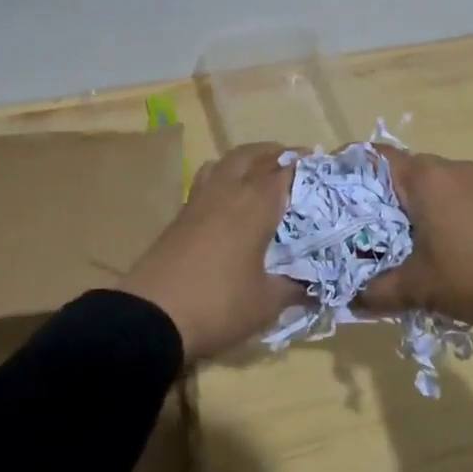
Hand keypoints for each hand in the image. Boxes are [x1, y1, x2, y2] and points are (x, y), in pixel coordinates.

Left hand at [118, 141, 295, 362]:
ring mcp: (199, 201)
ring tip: (259, 173)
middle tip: (293, 162)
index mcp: (256, 203)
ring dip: (245, 160)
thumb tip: (315, 288)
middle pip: (252, 155)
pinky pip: (205, 182)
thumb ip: (294, 290)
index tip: (322, 167)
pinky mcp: (179, 217)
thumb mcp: (266, 303)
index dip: (305, 165)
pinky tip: (228, 202)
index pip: (285, 170)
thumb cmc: (218, 304)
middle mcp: (228, 191)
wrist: (150, 317)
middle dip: (274, 153)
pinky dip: (222, 179)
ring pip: (224, 163)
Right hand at [358, 148, 472, 367]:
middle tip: (357, 219)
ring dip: (408, 200)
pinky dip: (432, 206)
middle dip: (377, 190)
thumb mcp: (416, 288)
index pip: (375, 156)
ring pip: (427, 180)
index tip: (331, 186)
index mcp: (423, 177)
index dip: (350, 166)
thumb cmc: (470, 275)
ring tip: (391, 232)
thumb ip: (375, 292)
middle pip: (401, 167)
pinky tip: (429, 238)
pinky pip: (449, 191)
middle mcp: (447, 167)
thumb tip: (348, 300)